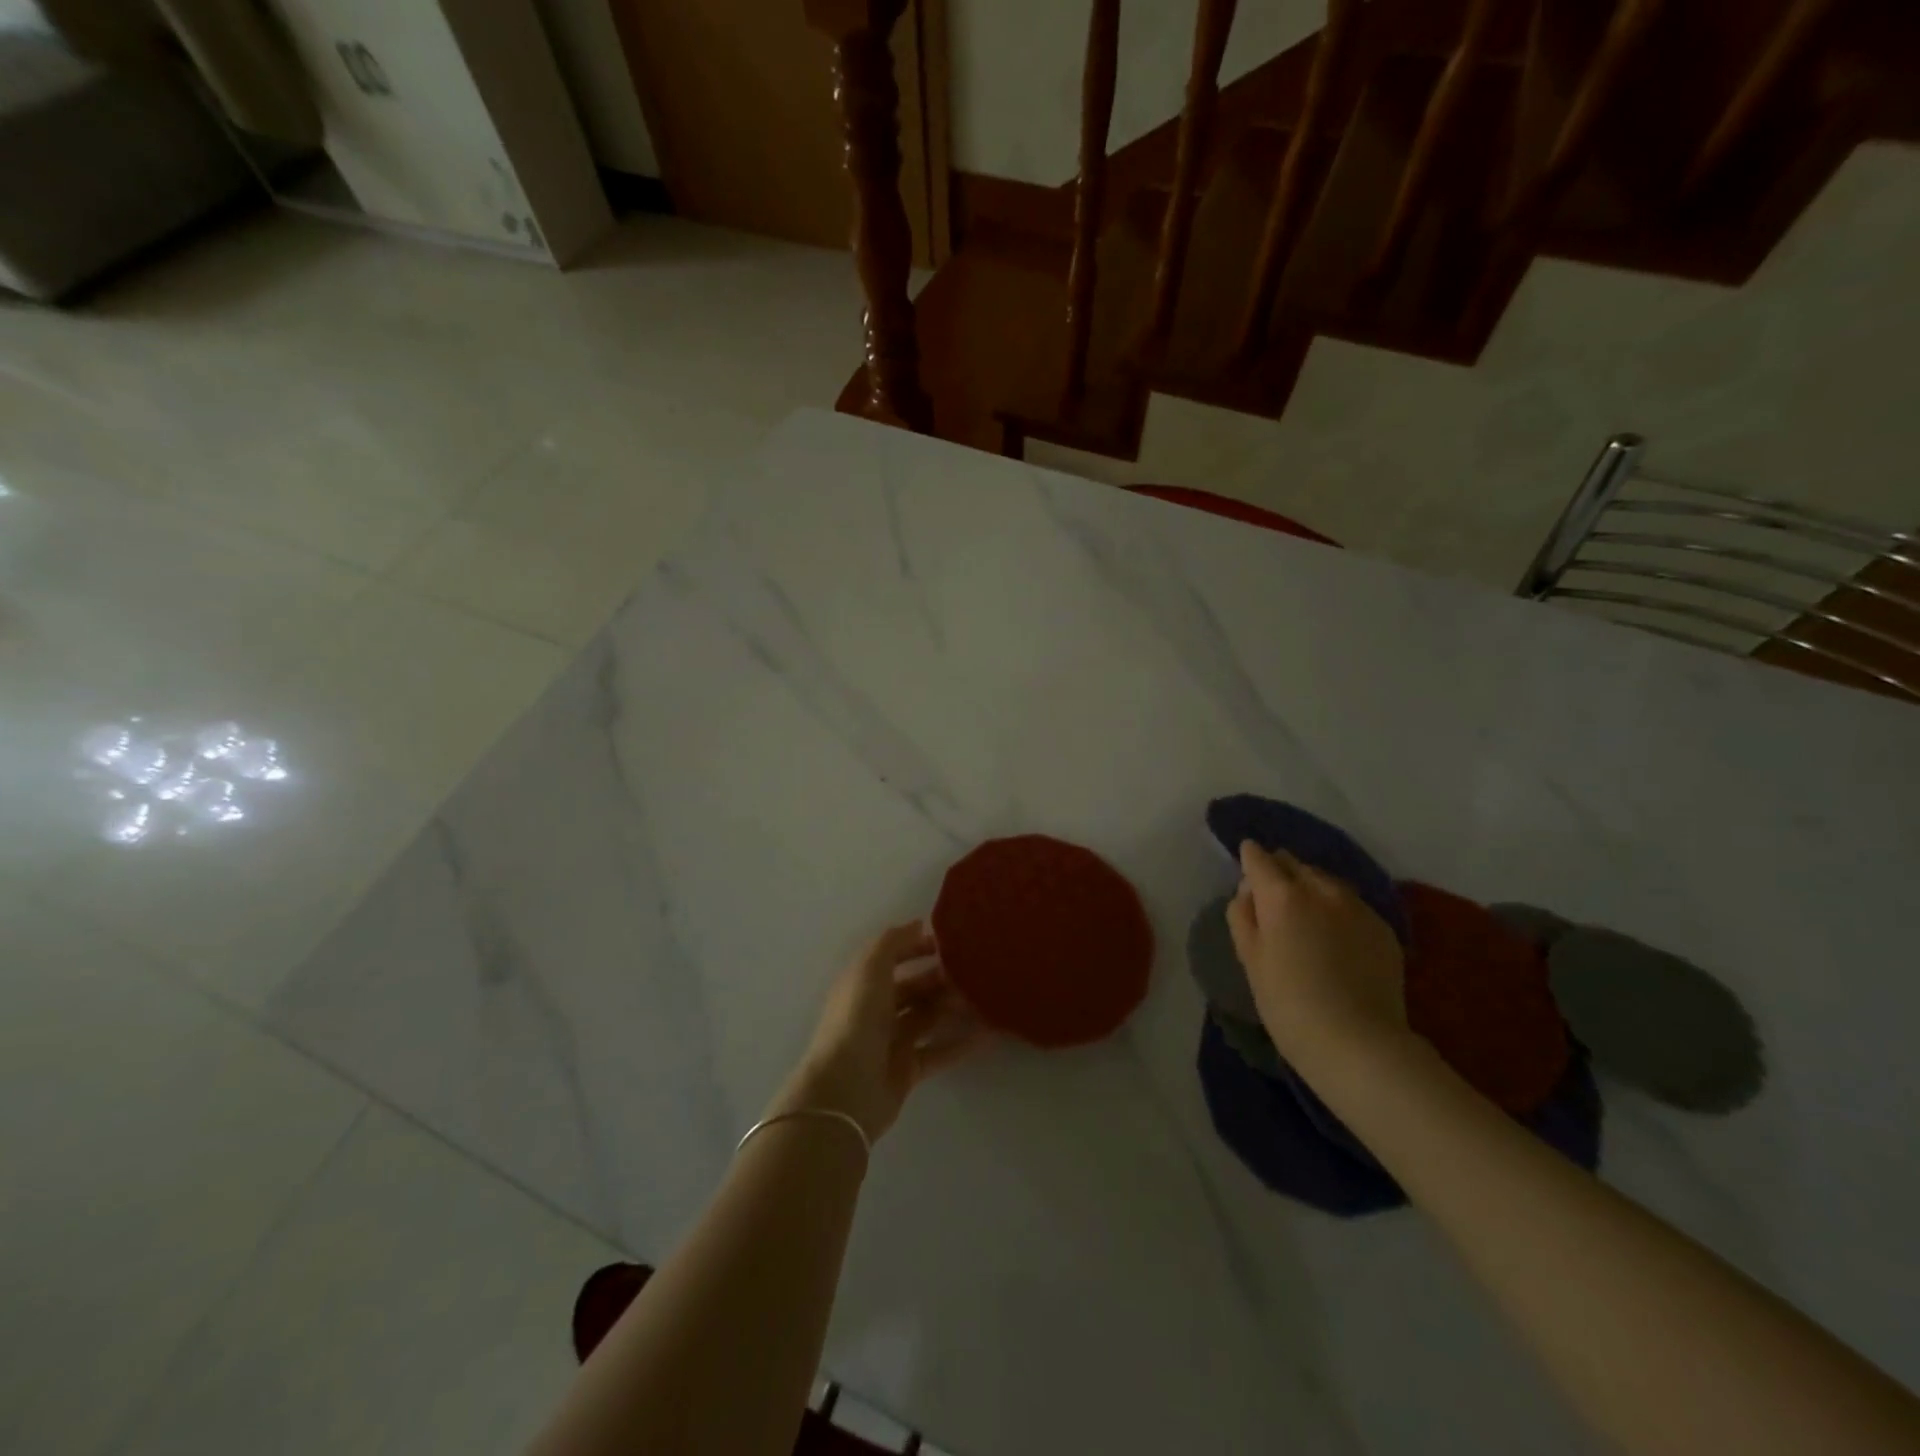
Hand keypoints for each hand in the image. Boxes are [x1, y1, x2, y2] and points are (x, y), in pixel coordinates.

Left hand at [772, 920, 984, 1142]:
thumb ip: (893, 942)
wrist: (846, 1089)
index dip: (916, 946)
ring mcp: (891, 1041)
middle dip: (941, 978)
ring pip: (928, 1017)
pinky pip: (939, 1051)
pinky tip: (988, 1034)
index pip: (892, 956)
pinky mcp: (907, 1070)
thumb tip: (918, 924)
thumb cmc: (857, 1020)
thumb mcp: (871, 969)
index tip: (949, 941)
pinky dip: (961, 1043)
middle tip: (974, 971)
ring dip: (954, 1007)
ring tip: (986, 998)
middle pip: (913, 988)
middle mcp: (876, 1009)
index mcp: (863, 982)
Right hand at [1225, 840, 1409, 1075]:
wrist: (1358, 1044)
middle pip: (1295, 864)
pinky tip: (1335, 938)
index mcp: (1281, 896)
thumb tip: (1248, 891)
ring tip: (1305, 915)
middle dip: (1280, 871)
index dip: (1249, 858)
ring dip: (1310, 888)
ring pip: (1326, 881)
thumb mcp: (1250, 960)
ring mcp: (1357, 907)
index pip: (1259, 858)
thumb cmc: (1288, 1004)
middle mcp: (1321, 890)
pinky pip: (1352, 905)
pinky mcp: (1383, 928)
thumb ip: (1243, 916)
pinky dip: (1337, 910)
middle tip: (1271, 897)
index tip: (1246, 864)